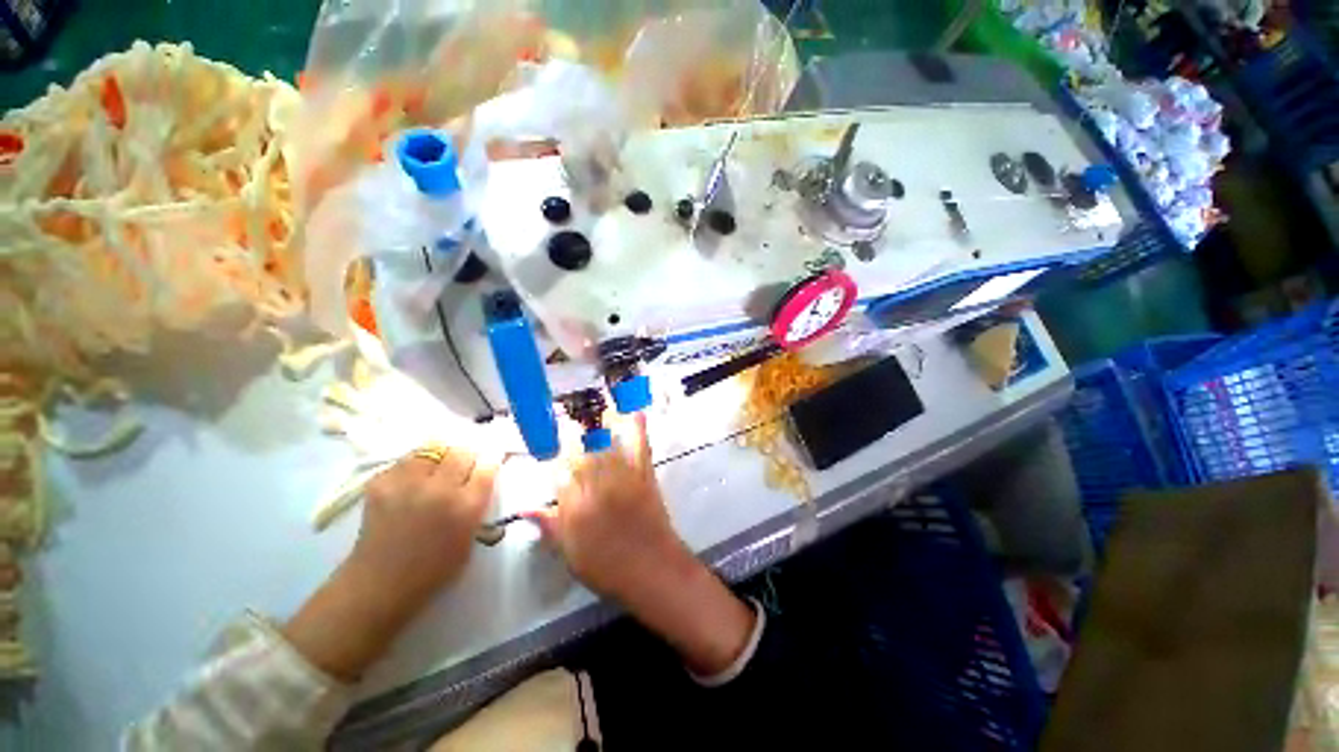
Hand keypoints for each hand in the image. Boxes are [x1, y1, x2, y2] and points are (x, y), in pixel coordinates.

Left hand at [285, 446, 496, 680]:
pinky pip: (405, 461)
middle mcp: (440, 489)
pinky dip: (413, 465)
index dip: (491, 459)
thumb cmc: (433, 570)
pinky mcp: (381, 483)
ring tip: (437, 466)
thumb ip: (477, 505)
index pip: (488, 465)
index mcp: (467, 507)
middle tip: (464, 463)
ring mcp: (408, 484)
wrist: (378, 585)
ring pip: (433, 448)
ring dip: (440, 455)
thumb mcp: (470, 539)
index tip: (491, 459)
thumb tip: (480, 480)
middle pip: (462, 451)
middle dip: (467, 455)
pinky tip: (412, 479)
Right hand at [532, 416, 755, 676]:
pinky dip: (638, 430)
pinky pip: (639, 449)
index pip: (560, 474)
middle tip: (568, 415)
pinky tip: (636, 412)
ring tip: (598, 406)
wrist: (651, 569)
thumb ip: (550, 527)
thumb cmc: (607, 568)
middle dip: (574, 433)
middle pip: (582, 454)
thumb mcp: (571, 554)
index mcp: (574, 509)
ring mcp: (622, 480)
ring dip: (602, 424)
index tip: (550, 441)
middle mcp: (596, 488)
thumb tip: (526, 510)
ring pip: (609, 446)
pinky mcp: (644, 477)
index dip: (555, 455)